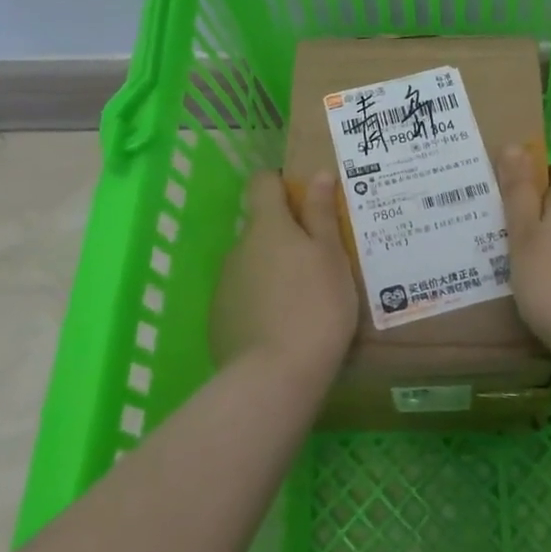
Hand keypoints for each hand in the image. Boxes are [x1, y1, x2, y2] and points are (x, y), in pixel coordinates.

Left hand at [209, 172, 358, 381]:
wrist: (276, 376)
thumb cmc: (316, 306)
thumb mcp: (331, 257)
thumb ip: (321, 214)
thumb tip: (318, 175)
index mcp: (267, 226)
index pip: (262, 183)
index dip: (281, 184)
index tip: (305, 201)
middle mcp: (238, 248)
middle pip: (260, 228)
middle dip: (285, 237)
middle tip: (318, 261)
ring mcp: (224, 285)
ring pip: (251, 264)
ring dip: (273, 270)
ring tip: (304, 300)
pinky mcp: (218, 319)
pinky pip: (243, 297)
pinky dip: (260, 302)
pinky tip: (282, 327)